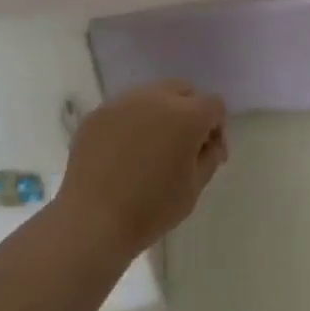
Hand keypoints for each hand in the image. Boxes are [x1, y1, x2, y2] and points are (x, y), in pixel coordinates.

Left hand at [56, 81, 227, 256]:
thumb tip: (208, 143)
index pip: (214, 104)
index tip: (208, 154)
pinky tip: (123, 153)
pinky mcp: (98, 113)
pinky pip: (124, 109)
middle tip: (182, 145)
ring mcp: (123, 102)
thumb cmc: (151, 208)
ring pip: (151, 95)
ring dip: (159, 113)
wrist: (92, 220)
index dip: (217, 128)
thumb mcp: (194, 188)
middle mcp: (156, 98)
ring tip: (150, 147)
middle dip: (190, 111)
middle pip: (183, 90)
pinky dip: (131, 123)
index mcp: (187, 116)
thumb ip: (209, 157)